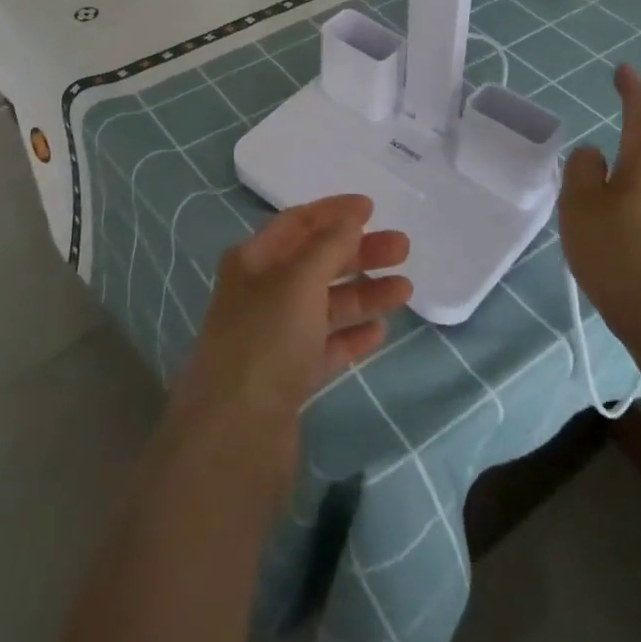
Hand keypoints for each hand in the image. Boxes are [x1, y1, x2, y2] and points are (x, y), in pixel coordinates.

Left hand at [166, 196, 411, 501]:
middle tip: (402, 248)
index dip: (333, 212)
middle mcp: (262, 294)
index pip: (296, 224)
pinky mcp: (289, 377)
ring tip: (405, 290)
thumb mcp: (298, 282)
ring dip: (363, 294)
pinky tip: (380, 332)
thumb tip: (350, 219)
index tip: (372, 207)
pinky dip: (351, 336)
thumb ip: (328, 247)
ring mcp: (275, 338)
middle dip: (358, 253)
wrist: (235, 434)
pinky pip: (326, 347)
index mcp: (253, 262)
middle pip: (316, 263)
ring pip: (325, 306)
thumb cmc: (265, 340)